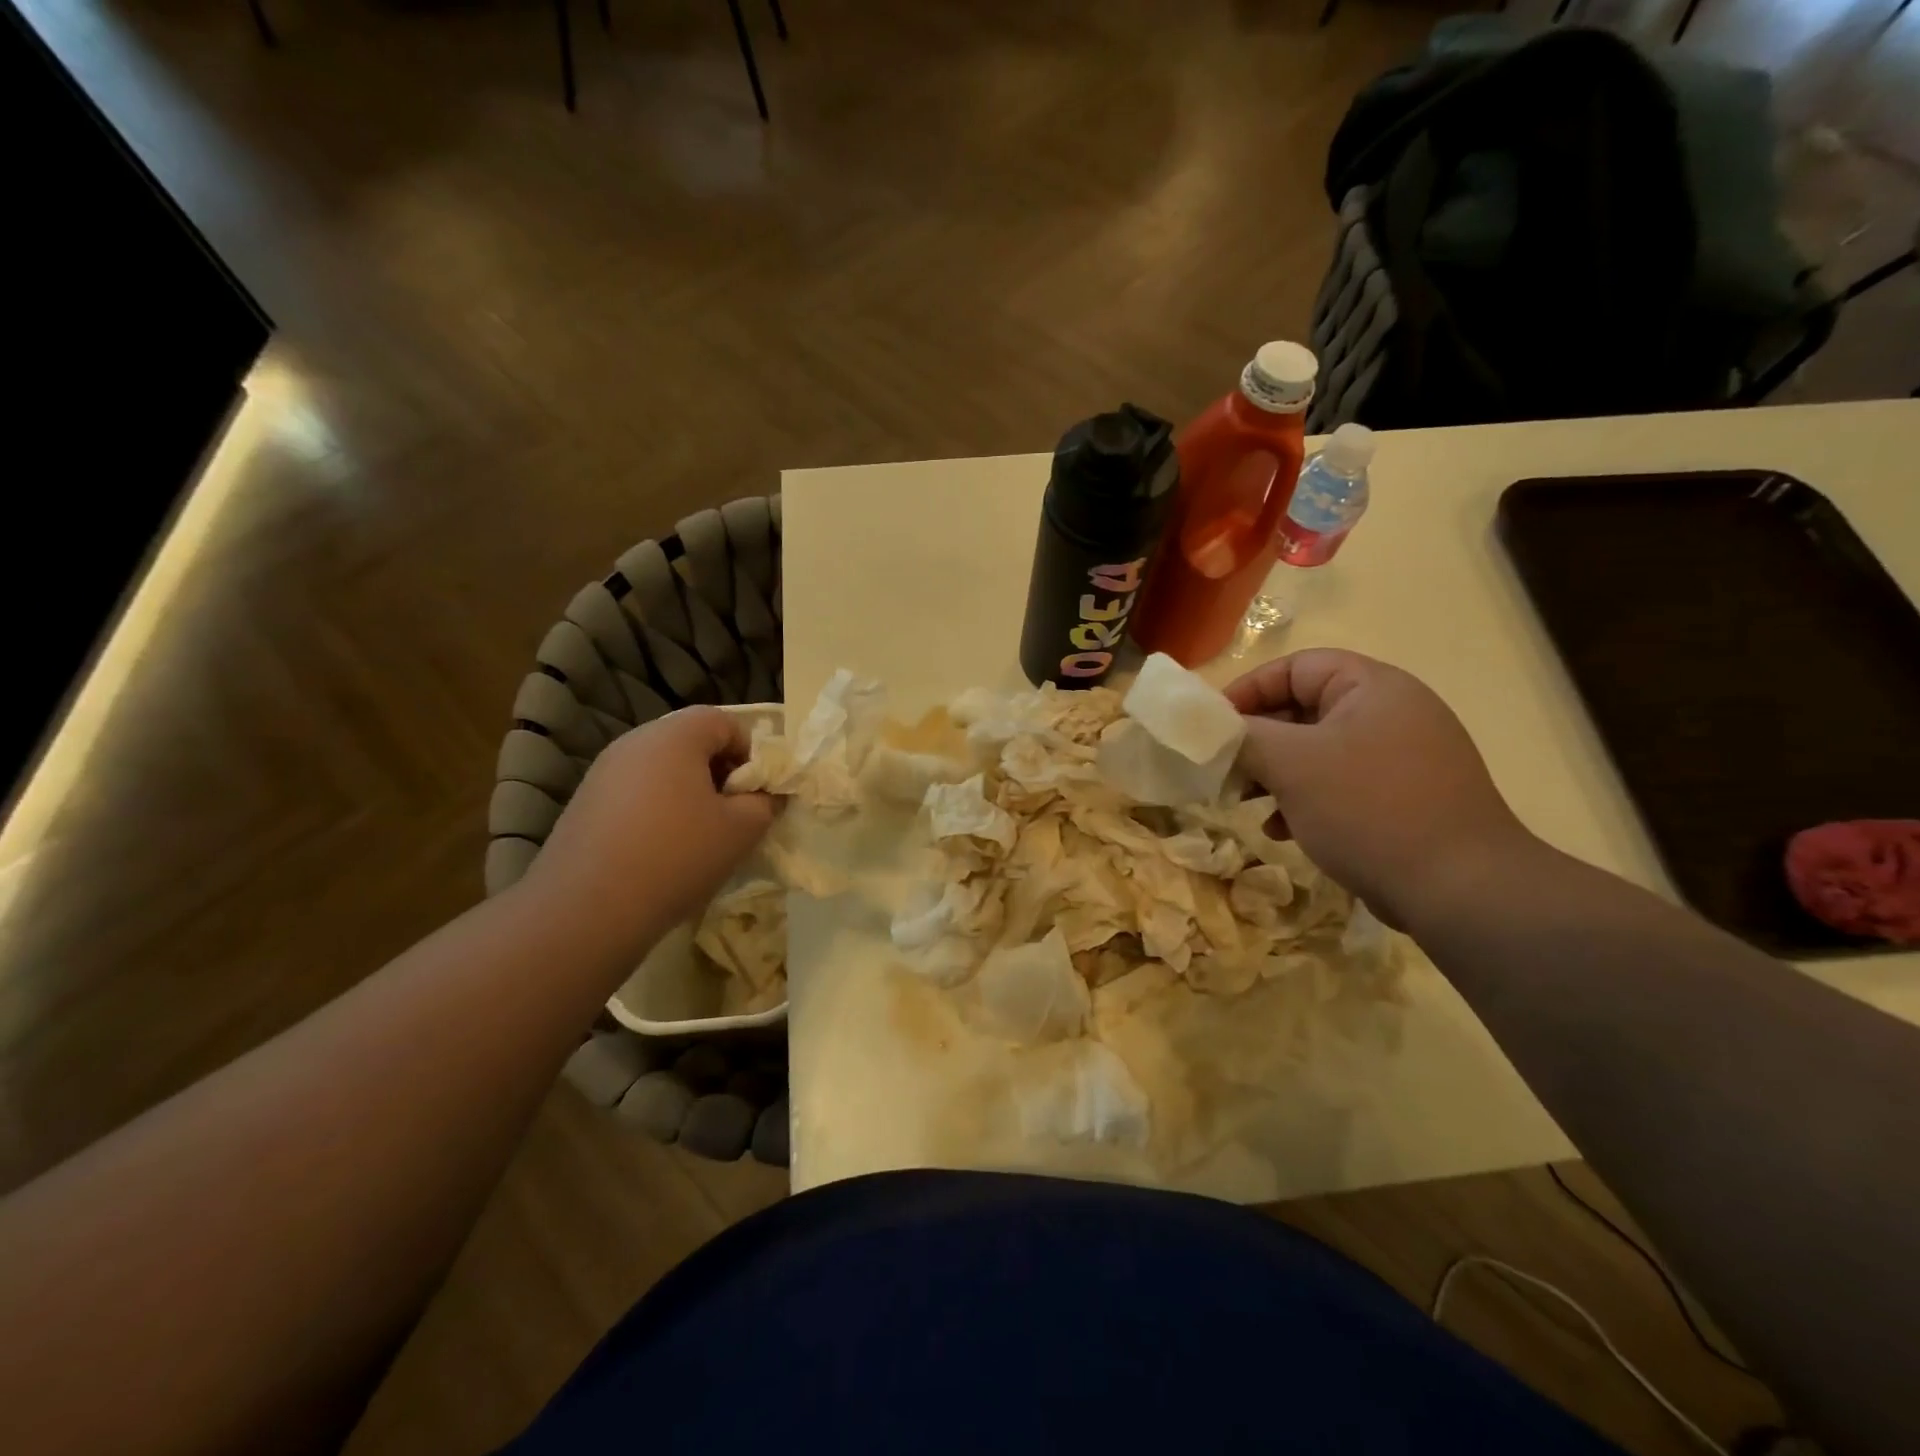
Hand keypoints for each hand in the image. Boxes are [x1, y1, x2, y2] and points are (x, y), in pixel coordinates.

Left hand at [519, 708, 776, 951]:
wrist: (586, 910)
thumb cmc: (677, 856)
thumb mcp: (741, 830)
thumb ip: (765, 803)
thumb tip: (765, 795)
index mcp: (674, 736)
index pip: (724, 721)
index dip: (750, 753)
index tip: (754, 794)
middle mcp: (634, 743)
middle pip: (691, 742)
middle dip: (719, 774)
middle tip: (731, 816)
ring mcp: (603, 772)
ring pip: (662, 770)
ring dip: (688, 795)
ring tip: (698, 838)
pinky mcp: (585, 804)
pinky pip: (636, 794)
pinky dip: (657, 812)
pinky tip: (661, 853)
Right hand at [1225, 650, 1534, 927]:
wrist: (1458, 889)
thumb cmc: (1367, 808)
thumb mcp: (1292, 764)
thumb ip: (1245, 736)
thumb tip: (1214, 729)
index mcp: (1372, 687)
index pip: (1295, 667)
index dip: (1248, 690)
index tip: (1213, 728)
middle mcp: (1392, 713)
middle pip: (1304, 710)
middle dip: (1258, 741)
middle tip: (1225, 769)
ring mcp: (1402, 758)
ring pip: (1318, 752)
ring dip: (1276, 775)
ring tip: (1247, 803)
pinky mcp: (1404, 799)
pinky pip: (1340, 785)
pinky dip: (1305, 800)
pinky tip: (1282, 830)